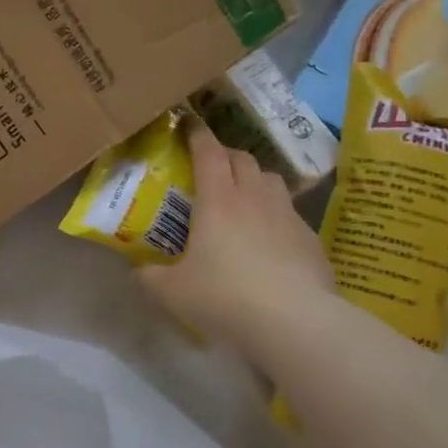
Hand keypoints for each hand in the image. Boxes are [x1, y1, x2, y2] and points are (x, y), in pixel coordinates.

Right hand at [138, 119, 333, 348]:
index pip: (208, 152)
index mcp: (217, 201)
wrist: (294, 322)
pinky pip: (290, 212)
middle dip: (225, 155)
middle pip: (242, 159)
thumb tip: (137, 271)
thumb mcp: (172, 292)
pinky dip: (275, 214)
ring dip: (254, 179)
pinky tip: (269, 238)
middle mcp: (253, 198)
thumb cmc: (225, 298)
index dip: (197, 135)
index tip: (188, 125)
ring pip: (271, 180)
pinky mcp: (309, 238)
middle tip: (210, 167)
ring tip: (242, 196)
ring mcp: (287, 215)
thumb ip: (149, 277)